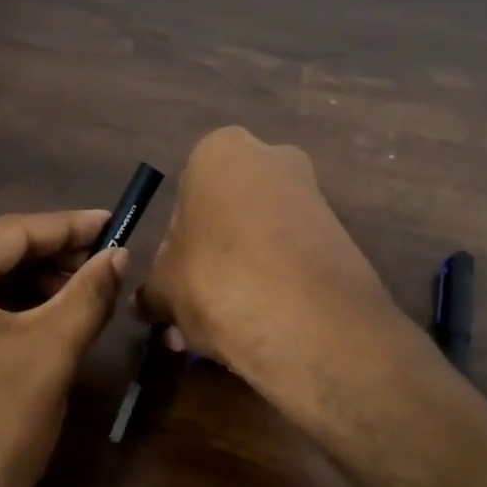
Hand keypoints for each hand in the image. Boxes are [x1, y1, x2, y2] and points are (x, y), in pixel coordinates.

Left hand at [0, 211, 125, 486]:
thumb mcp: (48, 353)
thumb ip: (87, 293)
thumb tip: (119, 254)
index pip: (7, 232)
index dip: (68, 227)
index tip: (114, 222)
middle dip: (45, 256)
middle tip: (101, 263)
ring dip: (20, 284)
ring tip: (74, 292)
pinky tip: (31, 320)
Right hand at [136, 127, 397, 388]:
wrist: (308, 322)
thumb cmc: (216, 280)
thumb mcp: (164, 288)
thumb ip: (151, 291)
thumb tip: (144, 303)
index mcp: (222, 152)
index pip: (185, 195)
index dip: (174, 245)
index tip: (174, 282)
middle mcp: (273, 160)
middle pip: (227, 216)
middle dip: (210, 263)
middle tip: (194, 310)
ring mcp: (313, 198)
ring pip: (260, 242)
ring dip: (240, 282)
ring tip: (223, 334)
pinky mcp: (342, 239)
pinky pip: (292, 261)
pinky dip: (274, 290)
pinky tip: (260, 330)